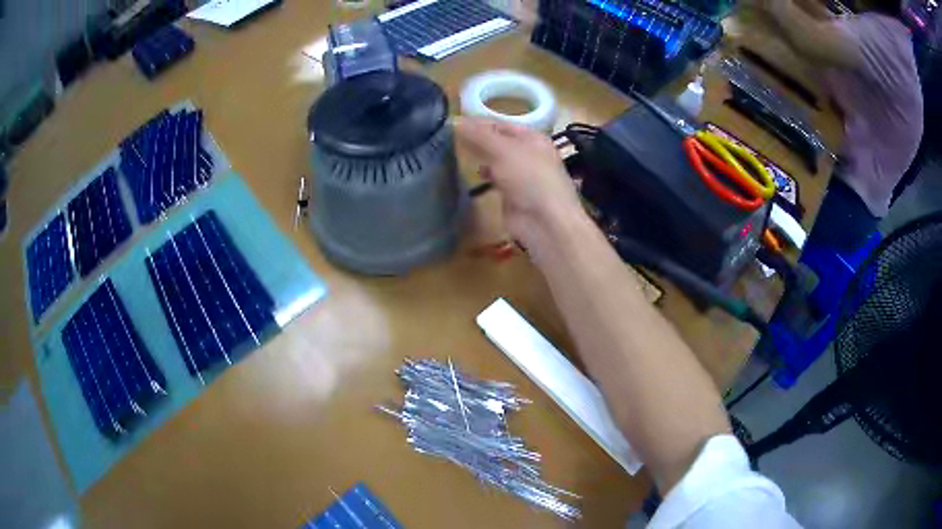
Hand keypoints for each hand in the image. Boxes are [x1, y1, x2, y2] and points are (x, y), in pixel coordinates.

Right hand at [454, 117, 584, 247]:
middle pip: (499, 142)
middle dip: (478, 140)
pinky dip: (484, 176)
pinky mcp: (514, 196)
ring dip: (480, 158)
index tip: (453, 123)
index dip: (479, 123)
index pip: (501, 124)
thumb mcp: (503, 150)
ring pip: (497, 161)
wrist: (546, 222)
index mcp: (533, 138)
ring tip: (456, 153)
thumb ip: (478, 135)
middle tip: (450, 138)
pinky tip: (471, 175)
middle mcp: (529, 154)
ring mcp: (522, 176)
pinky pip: (496, 180)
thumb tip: (454, 120)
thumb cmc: (529, 178)